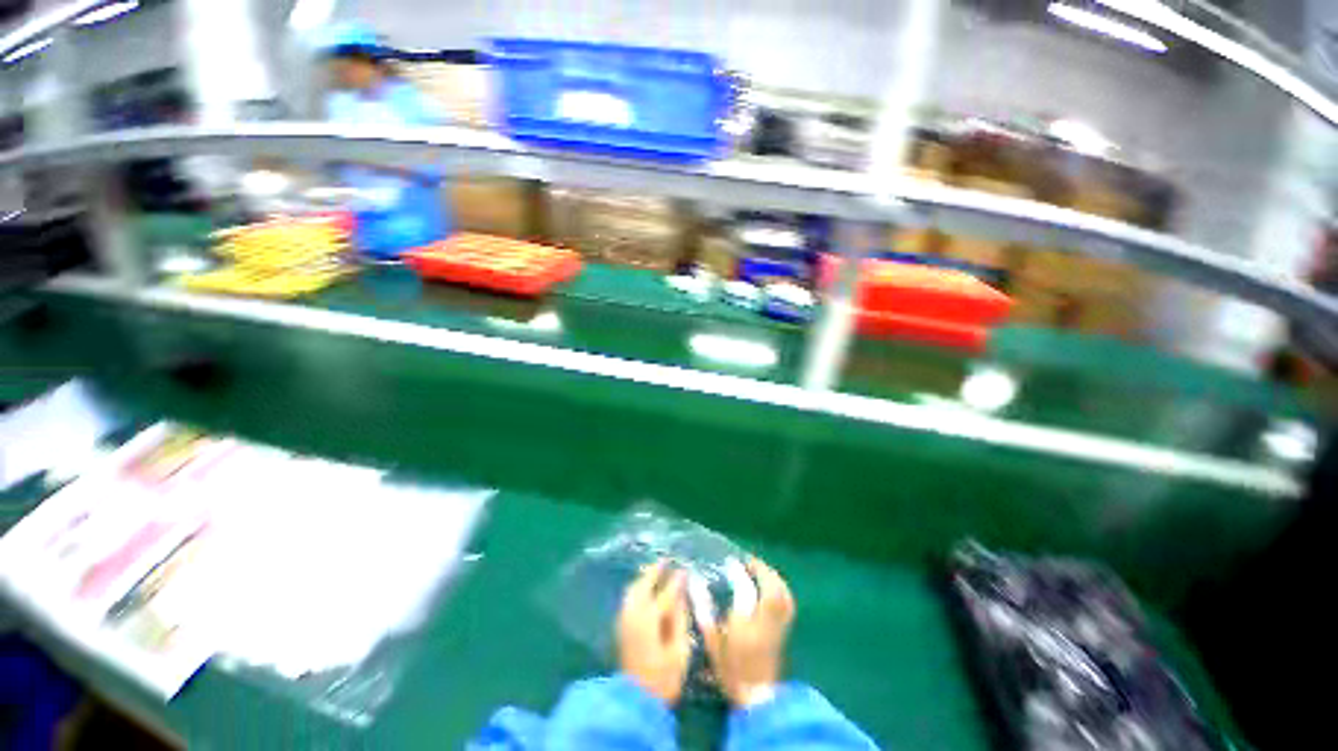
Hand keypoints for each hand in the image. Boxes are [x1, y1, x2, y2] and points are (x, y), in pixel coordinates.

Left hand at [617, 560, 691, 704]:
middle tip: (666, 560)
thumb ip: (680, 619)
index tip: (684, 569)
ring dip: (644, 578)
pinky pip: (629, 598)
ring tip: (655, 570)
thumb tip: (682, 596)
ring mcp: (625, 620)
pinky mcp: (621, 627)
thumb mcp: (679, 650)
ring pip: (633, 590)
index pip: (665, 593)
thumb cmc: (663, 679)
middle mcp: (634, 614)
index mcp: (650, 618)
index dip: (676, 581)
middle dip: (654, 571)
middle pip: (643, 585)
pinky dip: (637, 588)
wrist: (634, 702)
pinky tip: (644, 589)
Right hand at [702, 557, 794, 707]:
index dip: (738, 571)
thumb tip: (696, 584)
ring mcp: (780, 625)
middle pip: (772, 586)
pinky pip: (787, 602)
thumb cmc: (731, 669)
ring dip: (773, 578)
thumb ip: (704, 610)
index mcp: (747, 622)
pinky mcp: (785, 631)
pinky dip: (780, 589)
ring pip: (783, 593)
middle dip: (762, 570)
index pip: (745, 588)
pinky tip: (771, 588)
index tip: (730, 560)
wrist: (757, 699)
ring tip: (760, 572)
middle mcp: (767, 619)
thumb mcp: (712, 640)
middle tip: (749, 562)